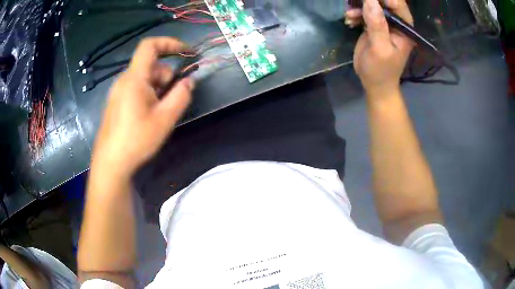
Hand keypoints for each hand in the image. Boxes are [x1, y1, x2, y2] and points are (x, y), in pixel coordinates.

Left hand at [90, 37, 193, 178]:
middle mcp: (124, 80)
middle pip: (150, 65)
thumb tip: (189, 81)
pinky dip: (147, 93)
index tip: (185, 52)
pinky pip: (135, 88)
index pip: (150, 46)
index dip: (169, 43)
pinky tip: (148, 115)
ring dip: (157, 87)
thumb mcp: (164, 119)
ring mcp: (118, 91)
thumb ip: (181, 96)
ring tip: (159, 111)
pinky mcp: (116, 102)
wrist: (110, 162)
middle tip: (171, 99)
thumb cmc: (136, 140)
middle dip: (166, 76)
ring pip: (143, 78)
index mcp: (134, 78)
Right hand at [345, 0, 413, 95]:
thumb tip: (370, 0)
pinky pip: (364, 12)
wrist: (374, 83)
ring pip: (372, 5)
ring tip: (350, 15)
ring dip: (359, 7)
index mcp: (404, 28)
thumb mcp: (380, 48)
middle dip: (370, 1)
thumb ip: (377, 24)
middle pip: (384, 2)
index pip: (397, 4)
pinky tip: (349, 20)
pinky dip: (355, 13)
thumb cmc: (381, 70)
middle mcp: (396, 23)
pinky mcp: (373, 26)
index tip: (369, 0)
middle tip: (356, 3)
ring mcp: (384, 23)